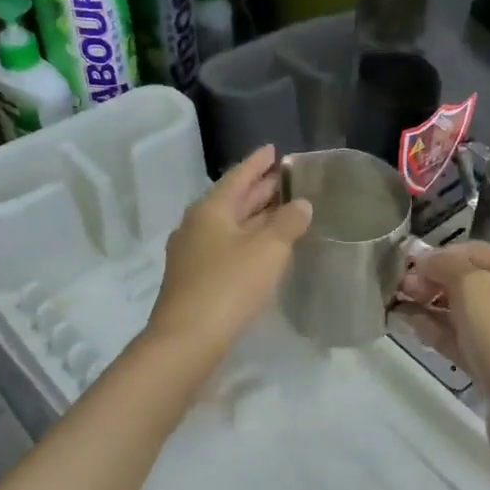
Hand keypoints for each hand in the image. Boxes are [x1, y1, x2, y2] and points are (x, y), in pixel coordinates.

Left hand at [146, 146, 311, 361]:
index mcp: (209, 210)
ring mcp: (192, 253)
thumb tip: (302, 204)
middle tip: (284, 178)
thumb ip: (288, 223)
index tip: (273, 149)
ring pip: (229, 225)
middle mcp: (196, 225)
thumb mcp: (267, 250)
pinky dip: (247, 240)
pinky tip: (263, 248)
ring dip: (254, 216)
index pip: (237, 176)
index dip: (257, 163)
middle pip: (232, 200)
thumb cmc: (229, 285)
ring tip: (281, 209)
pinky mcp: (195, 279)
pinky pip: (226, 247)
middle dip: (258, 189)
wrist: (187, 339)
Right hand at [396, 243, 489, 454]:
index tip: (405, 265)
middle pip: (468, 282)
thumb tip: (426, 258)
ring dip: (430, 307)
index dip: (439, 254)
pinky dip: (438, 333)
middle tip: (400, 289)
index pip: (474, 252)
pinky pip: (461, 342)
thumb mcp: (475, 288)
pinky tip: (415, 331)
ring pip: (462, 313)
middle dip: (432, 280)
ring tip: (399, 309)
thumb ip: (448, 266)